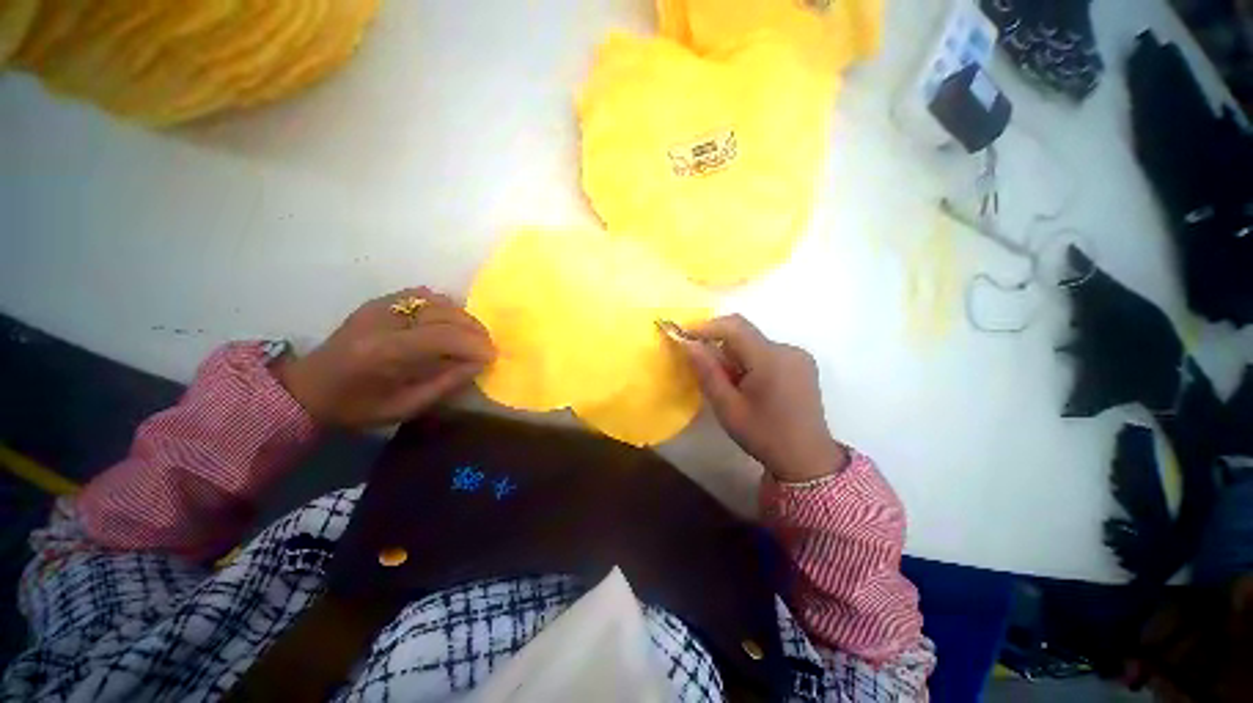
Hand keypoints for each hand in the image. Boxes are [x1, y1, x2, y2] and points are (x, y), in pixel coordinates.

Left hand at [274, 287, 494, 429]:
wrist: (310, 387)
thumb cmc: (356, 406)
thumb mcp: (404, 407)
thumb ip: (445, 384)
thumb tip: (479, 364)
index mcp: (383, 352)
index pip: (442, 336)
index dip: (474, 344)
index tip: (492, 357)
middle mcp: (383, 320)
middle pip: (444, 313)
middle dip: (474, 330)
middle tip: (488, 347)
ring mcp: (380, 306)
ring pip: (437, 300)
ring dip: (463, 317)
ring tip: (473, 337)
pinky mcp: (380, 301)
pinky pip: (424, 295)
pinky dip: (446, 308)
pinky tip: (450, 324)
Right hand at [681, 315, 847, 482]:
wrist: (807, 460)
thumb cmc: (764, 435)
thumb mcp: (728, 407)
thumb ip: (707, 371)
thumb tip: (688, 344)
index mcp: (771, 359)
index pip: (734, 326)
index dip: (706, 326)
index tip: (684, 336)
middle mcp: (788, 349)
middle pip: (745, 333)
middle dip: (719, 343)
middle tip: (702, 364)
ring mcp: (798, 356)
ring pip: (755, 343)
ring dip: (734, 354)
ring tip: (727, 382)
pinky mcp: (802, 364)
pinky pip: (767, 351)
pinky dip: (750, 360)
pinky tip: (748, 384)